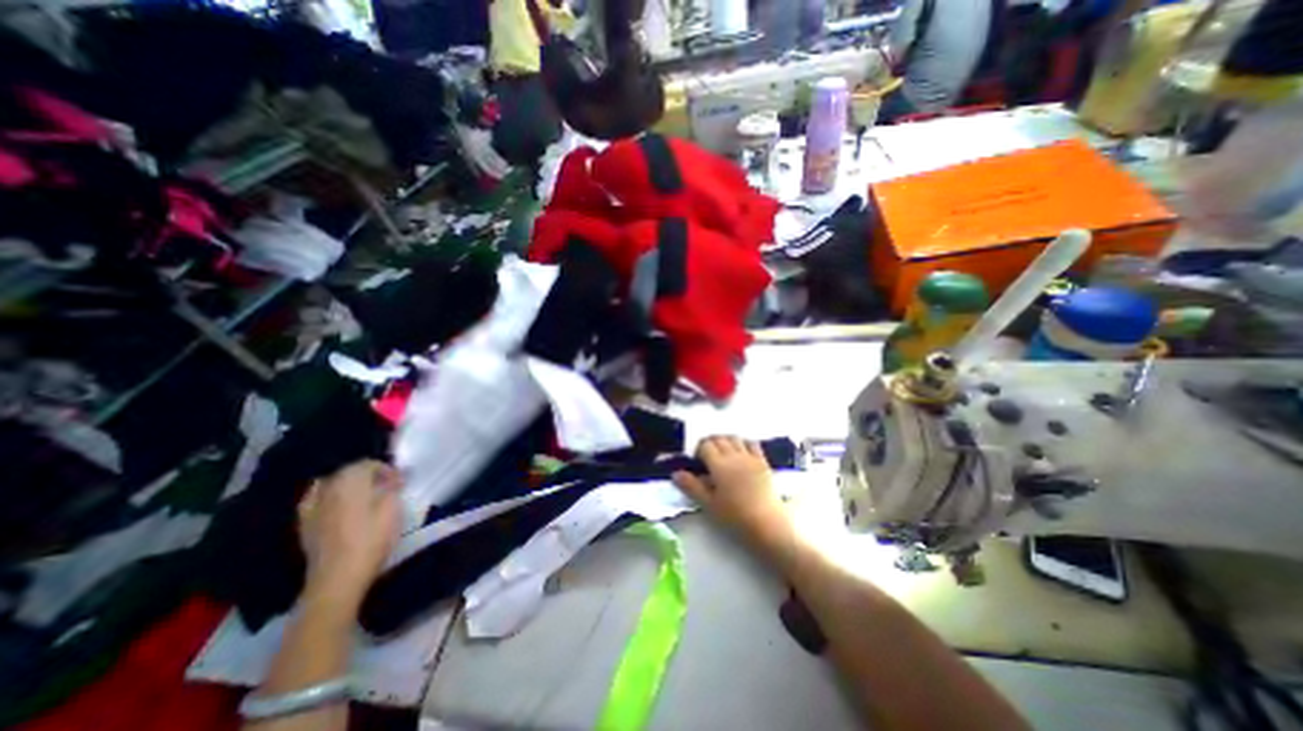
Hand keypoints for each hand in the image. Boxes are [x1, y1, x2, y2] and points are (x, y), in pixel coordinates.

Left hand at [300, 461, 403, 607]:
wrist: (337, 578)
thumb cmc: (371, 539)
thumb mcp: (392, 508)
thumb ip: (392, 487)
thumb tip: (393, 478)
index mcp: (349, 481)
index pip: (368, 463)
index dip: (386, 469)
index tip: (399, 482)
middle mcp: (326, 489)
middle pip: (347, 471)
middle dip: (366, 476)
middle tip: (385, 488)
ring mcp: (311, 507)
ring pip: (330, 485)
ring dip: (347, 487)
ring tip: (364, 498)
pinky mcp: (304, 525)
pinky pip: (317, 501)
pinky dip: (330, 499)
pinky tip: (340, 510)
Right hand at [677, 433, 787, 548]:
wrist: (767, 524)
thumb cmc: (734, 516)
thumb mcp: (709, 504)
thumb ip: (692, 487)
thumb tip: (676, 473)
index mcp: (719, 465)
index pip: (705, 445)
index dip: (698, 450)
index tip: (697, 461)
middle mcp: (734, 455)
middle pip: (719, 438)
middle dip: (710, 443)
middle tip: (707, 457)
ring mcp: (750, 457)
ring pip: (734, 438)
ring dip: (725, 440)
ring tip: (722, 453)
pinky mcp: (763, 462)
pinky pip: (752, 443)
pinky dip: (743, 443)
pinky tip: (741, 452)